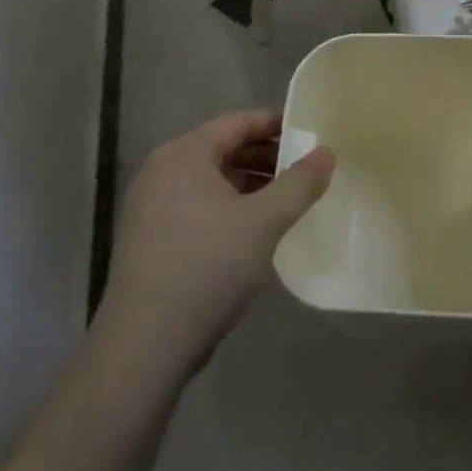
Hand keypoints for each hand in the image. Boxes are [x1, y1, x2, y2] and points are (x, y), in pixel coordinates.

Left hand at [97, 111, 333, 378]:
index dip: (277, 124)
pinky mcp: (152, 239)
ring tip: (288, 200)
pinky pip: (199, 206)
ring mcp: (152, 207)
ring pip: (213, 180)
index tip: (311, 133)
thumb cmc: (207, 269)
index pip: (237, 122)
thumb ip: (299, 183)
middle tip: (306, 169)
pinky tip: (256, 230)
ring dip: (251, 184)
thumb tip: (326, 152)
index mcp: (184, 155)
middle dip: (267, 156)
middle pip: (224, 148)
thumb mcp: (264, 222)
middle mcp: (162, 171)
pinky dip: (231, 207)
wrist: (145, 347)